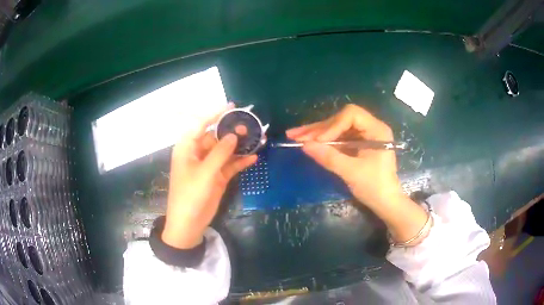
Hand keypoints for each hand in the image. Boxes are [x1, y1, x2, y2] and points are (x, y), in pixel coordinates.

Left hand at [162, 107, 256, 248]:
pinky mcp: (217, 177)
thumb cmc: (190, 195)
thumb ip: (220, 153)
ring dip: (240, 146)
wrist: (189, 223)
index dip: (215, 114)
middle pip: (216, 137)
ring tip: (259, 139)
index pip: (201, 124)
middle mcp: (198, 153)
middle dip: (233, 132)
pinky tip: (254, 157)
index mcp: (188, 148)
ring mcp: (209, 166)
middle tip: (251, 126)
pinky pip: (230, 165)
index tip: (232, 106)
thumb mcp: (204, 173)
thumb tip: (234, 135)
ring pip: (226, 151)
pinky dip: (241, 161)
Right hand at [286, 104, 403, 208]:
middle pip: (341, 120)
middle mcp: (371, 127)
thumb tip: (304, 145)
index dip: (332, 125)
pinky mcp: (358, 144)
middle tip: (295, 135)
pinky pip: (339, 138)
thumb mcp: (351, 172)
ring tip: (295, 136)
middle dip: (319, 128)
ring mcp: (364, 135)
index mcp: (376, 130)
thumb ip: (329, 157)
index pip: (351, 115)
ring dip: (317, 133)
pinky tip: (308, 142)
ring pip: (337, 128)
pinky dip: (324, 141)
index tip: (318, 141)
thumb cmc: (374, 187)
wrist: (385, 203)